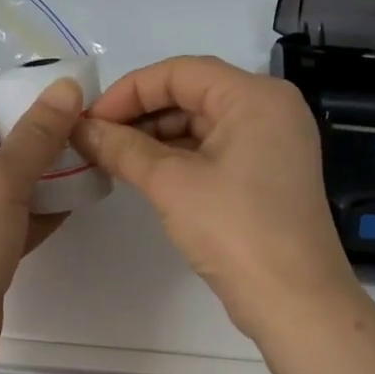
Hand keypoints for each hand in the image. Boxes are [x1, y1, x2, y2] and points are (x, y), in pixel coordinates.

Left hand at [0, 79, 84, 373]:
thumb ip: (36, 135)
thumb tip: (65, 88)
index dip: (24, 95)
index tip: (71, 91)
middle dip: (39, 135)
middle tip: (89, 125)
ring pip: (5, 183)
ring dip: (44, 173)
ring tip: (91, 157)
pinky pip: (10, 217)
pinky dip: (39, 208)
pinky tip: (78, 199)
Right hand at [73, 55, 358, 338]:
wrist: (294, 301)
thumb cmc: (234, 229)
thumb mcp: (171, 183)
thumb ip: (122, 148)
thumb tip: (80, 128)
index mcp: (255, 96)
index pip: (180, 72)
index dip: (129, 91)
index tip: (89, 119)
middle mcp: (269, 109)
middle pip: (192, 94)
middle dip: (140, 114)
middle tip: (95, 140)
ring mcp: (272, 143)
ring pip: (201, 123)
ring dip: (155, 137)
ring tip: (112, 158)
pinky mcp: (266, 174)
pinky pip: (214, 149)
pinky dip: (178, 157)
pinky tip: (144, 174)